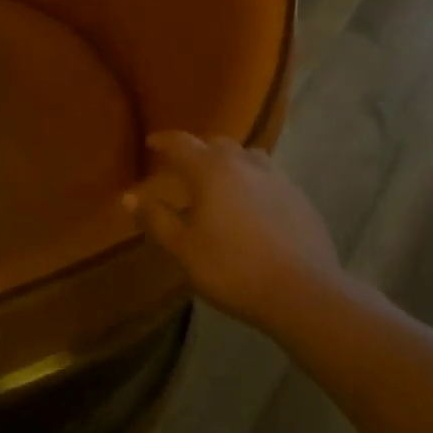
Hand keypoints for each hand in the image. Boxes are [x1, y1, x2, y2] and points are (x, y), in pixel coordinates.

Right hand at [123, 131, 339, 330]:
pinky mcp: (299, 196)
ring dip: (229, 162)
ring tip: (222, 181)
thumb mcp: (185, 249)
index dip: (163, 140)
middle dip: (197, 150)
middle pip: (215, 144)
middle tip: (184, 167)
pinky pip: (269, 177)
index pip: (180, 142)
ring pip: (246, 156)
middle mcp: (243, 162)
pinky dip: (254, 182)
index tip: (152, 142)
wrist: (304, 292)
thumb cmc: (233, 268)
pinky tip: (254, 206)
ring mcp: (276, 176)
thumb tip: (128, 197)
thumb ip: (156, 219)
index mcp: (211, 169)